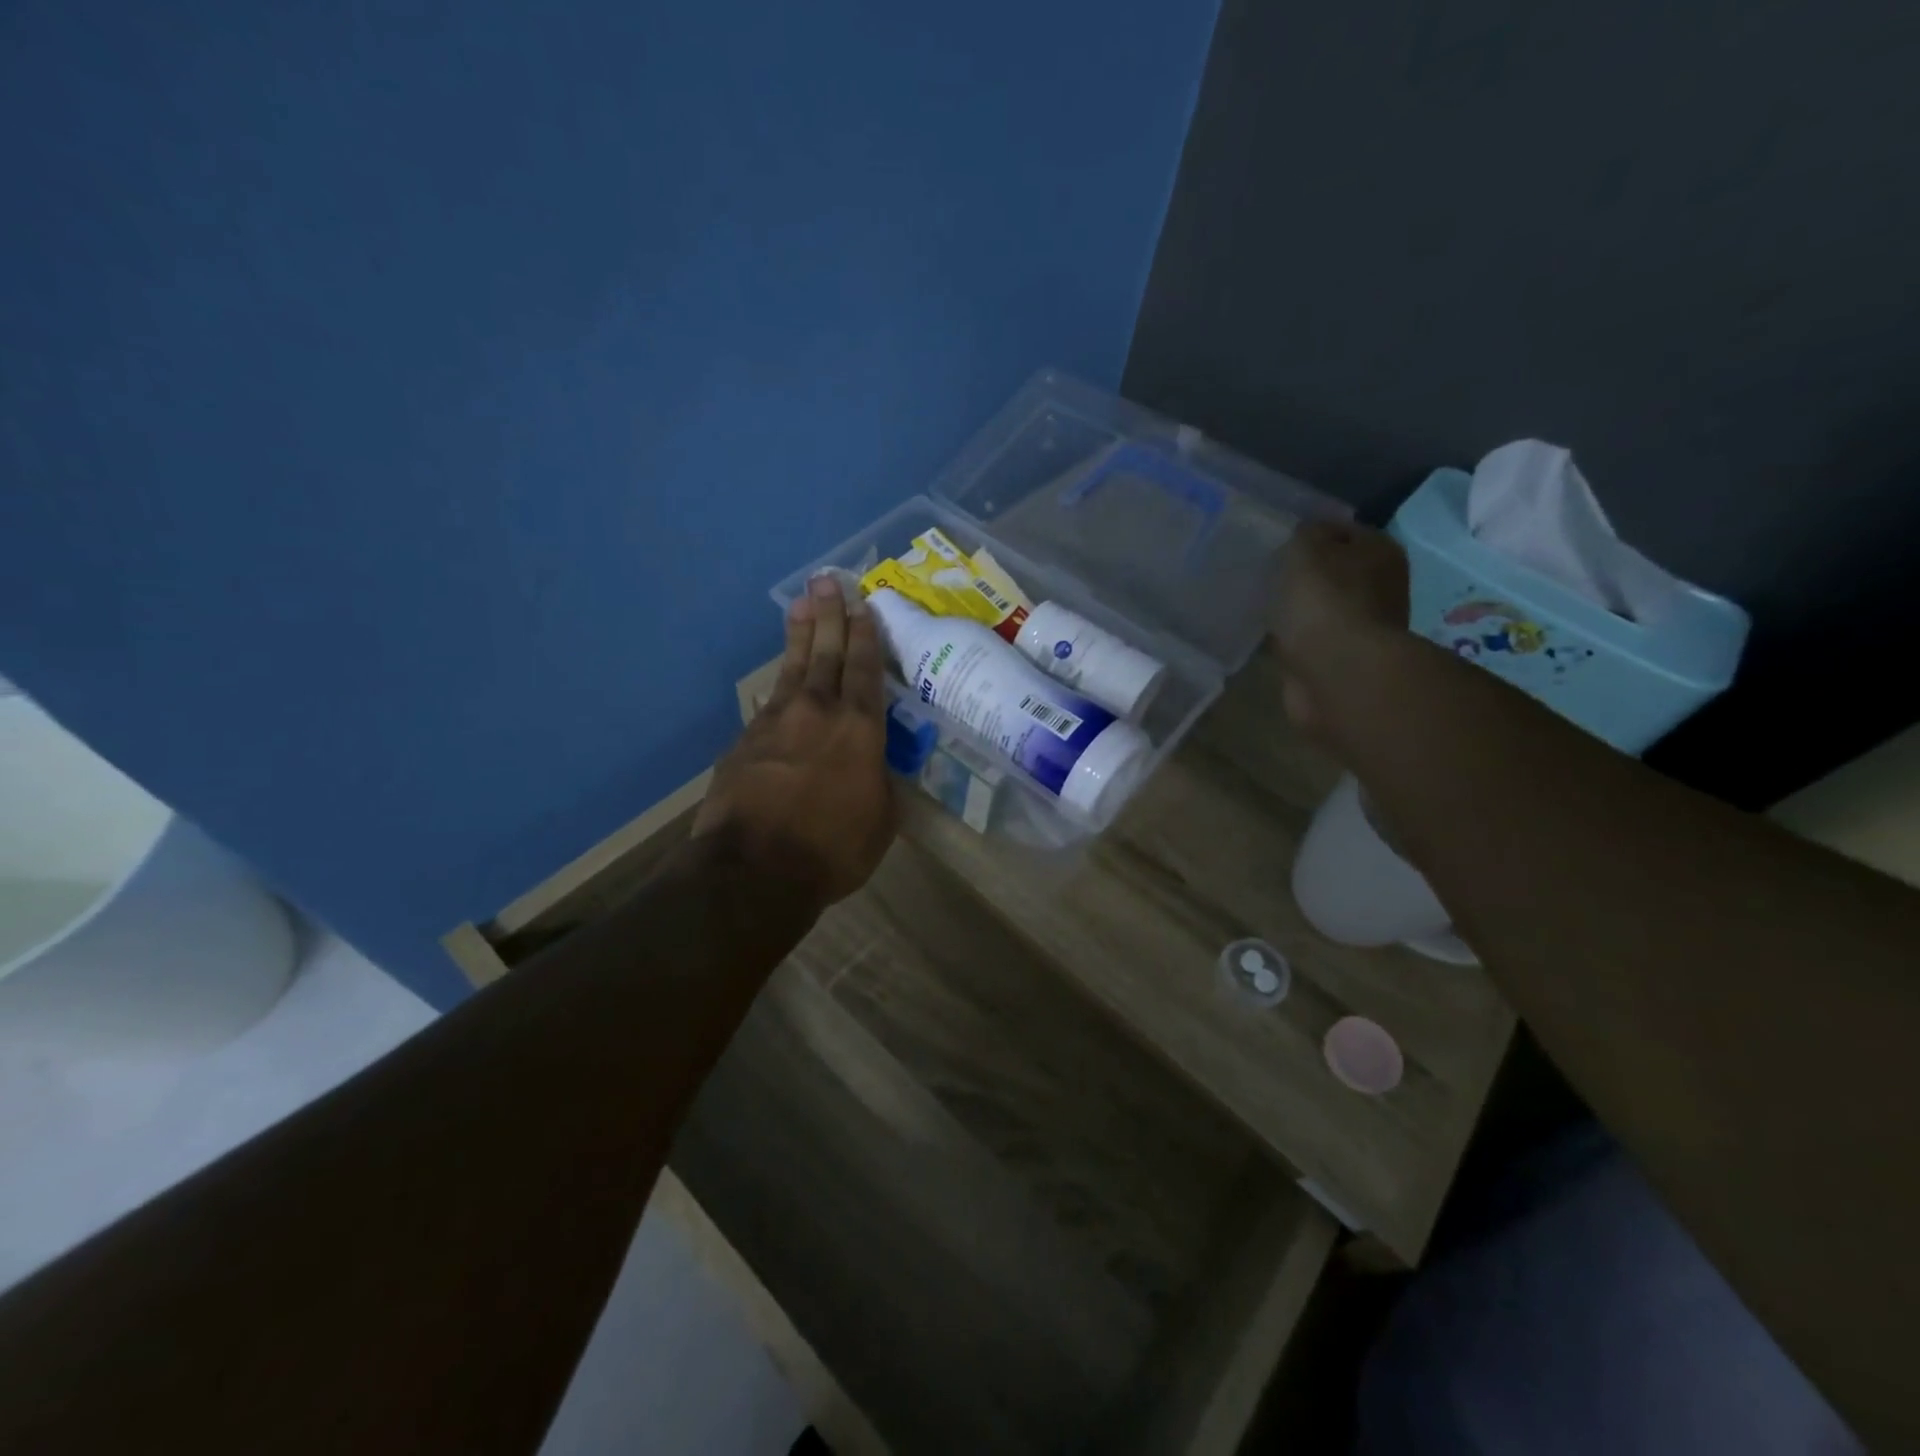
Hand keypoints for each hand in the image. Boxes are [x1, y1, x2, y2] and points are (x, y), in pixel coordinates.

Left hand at [693, 575, 896, 905]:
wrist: (753, 869)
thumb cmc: (832, 849)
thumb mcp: (880, 821)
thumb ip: (879, 784)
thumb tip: (873, 768)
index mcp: (858, 729)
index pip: (864, 669)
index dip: (865, 635)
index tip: (862, 605)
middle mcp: (817, 712)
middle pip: (825, 653)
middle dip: (829, 615)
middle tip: (827, 581)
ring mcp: (775, 723)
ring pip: (792, 668)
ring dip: (799, 635)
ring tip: (801, 605)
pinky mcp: (744, 742)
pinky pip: (768, 703)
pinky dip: (778, 685)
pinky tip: (779, 680)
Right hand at [1269, 520, 1410, 740]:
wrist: (1338, 674)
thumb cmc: (1327, 602)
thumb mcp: (1308, 551)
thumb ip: (1304, 535)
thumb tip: (1306, 535)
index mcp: (1380, 552)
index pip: (1343, 530)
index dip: (1311, 534)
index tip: (1278, 543)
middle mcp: (1380, 587)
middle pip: (1335, 572)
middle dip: (1305, 574)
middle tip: (1268, 574)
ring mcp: (1361, 627)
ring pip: (1322, 607)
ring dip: (1299, 609)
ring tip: (1265, 605)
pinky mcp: (1340, 661)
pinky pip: (1311, 640)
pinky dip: (1295, 639)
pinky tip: (1273, 636)